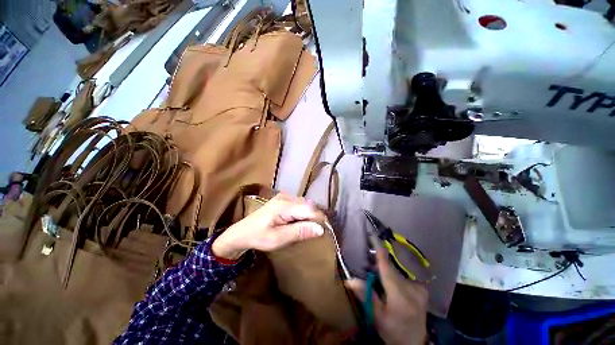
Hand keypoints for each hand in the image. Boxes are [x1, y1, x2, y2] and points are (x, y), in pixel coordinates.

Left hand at [212, 193, 324, 259]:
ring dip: (310, 216)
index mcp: (284, 206)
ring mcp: (284, 196)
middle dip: (315, 218)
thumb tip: (320, 229)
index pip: (310, 209)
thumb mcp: (278, 239)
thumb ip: (299, 232)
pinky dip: (304, 213)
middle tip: (315, 233)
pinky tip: (300, 222)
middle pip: (309, 205)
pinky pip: (300, 204)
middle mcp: (286, 197)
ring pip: (306, 204)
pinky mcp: (284, 199)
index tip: (323, 232)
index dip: (319, 220)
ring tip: (308, 229)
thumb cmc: (258, 237)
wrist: (242, 232)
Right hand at [346, 249, 428, 344]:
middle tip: (367, 264)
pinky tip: (389, 283)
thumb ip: (366, 296)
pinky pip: (402, 276)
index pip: (387, 269)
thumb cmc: (393, 332)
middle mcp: (412, 289)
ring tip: (377, 276)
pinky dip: (393, 276)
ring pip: (396, 273)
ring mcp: (419, 288)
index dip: (379, 252)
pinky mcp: (421, 288)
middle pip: (391, 270)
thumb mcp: (377, 318)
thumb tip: (349, 279)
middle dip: (378, 264)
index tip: (373, 235)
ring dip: (386, 271)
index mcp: (401, 297)